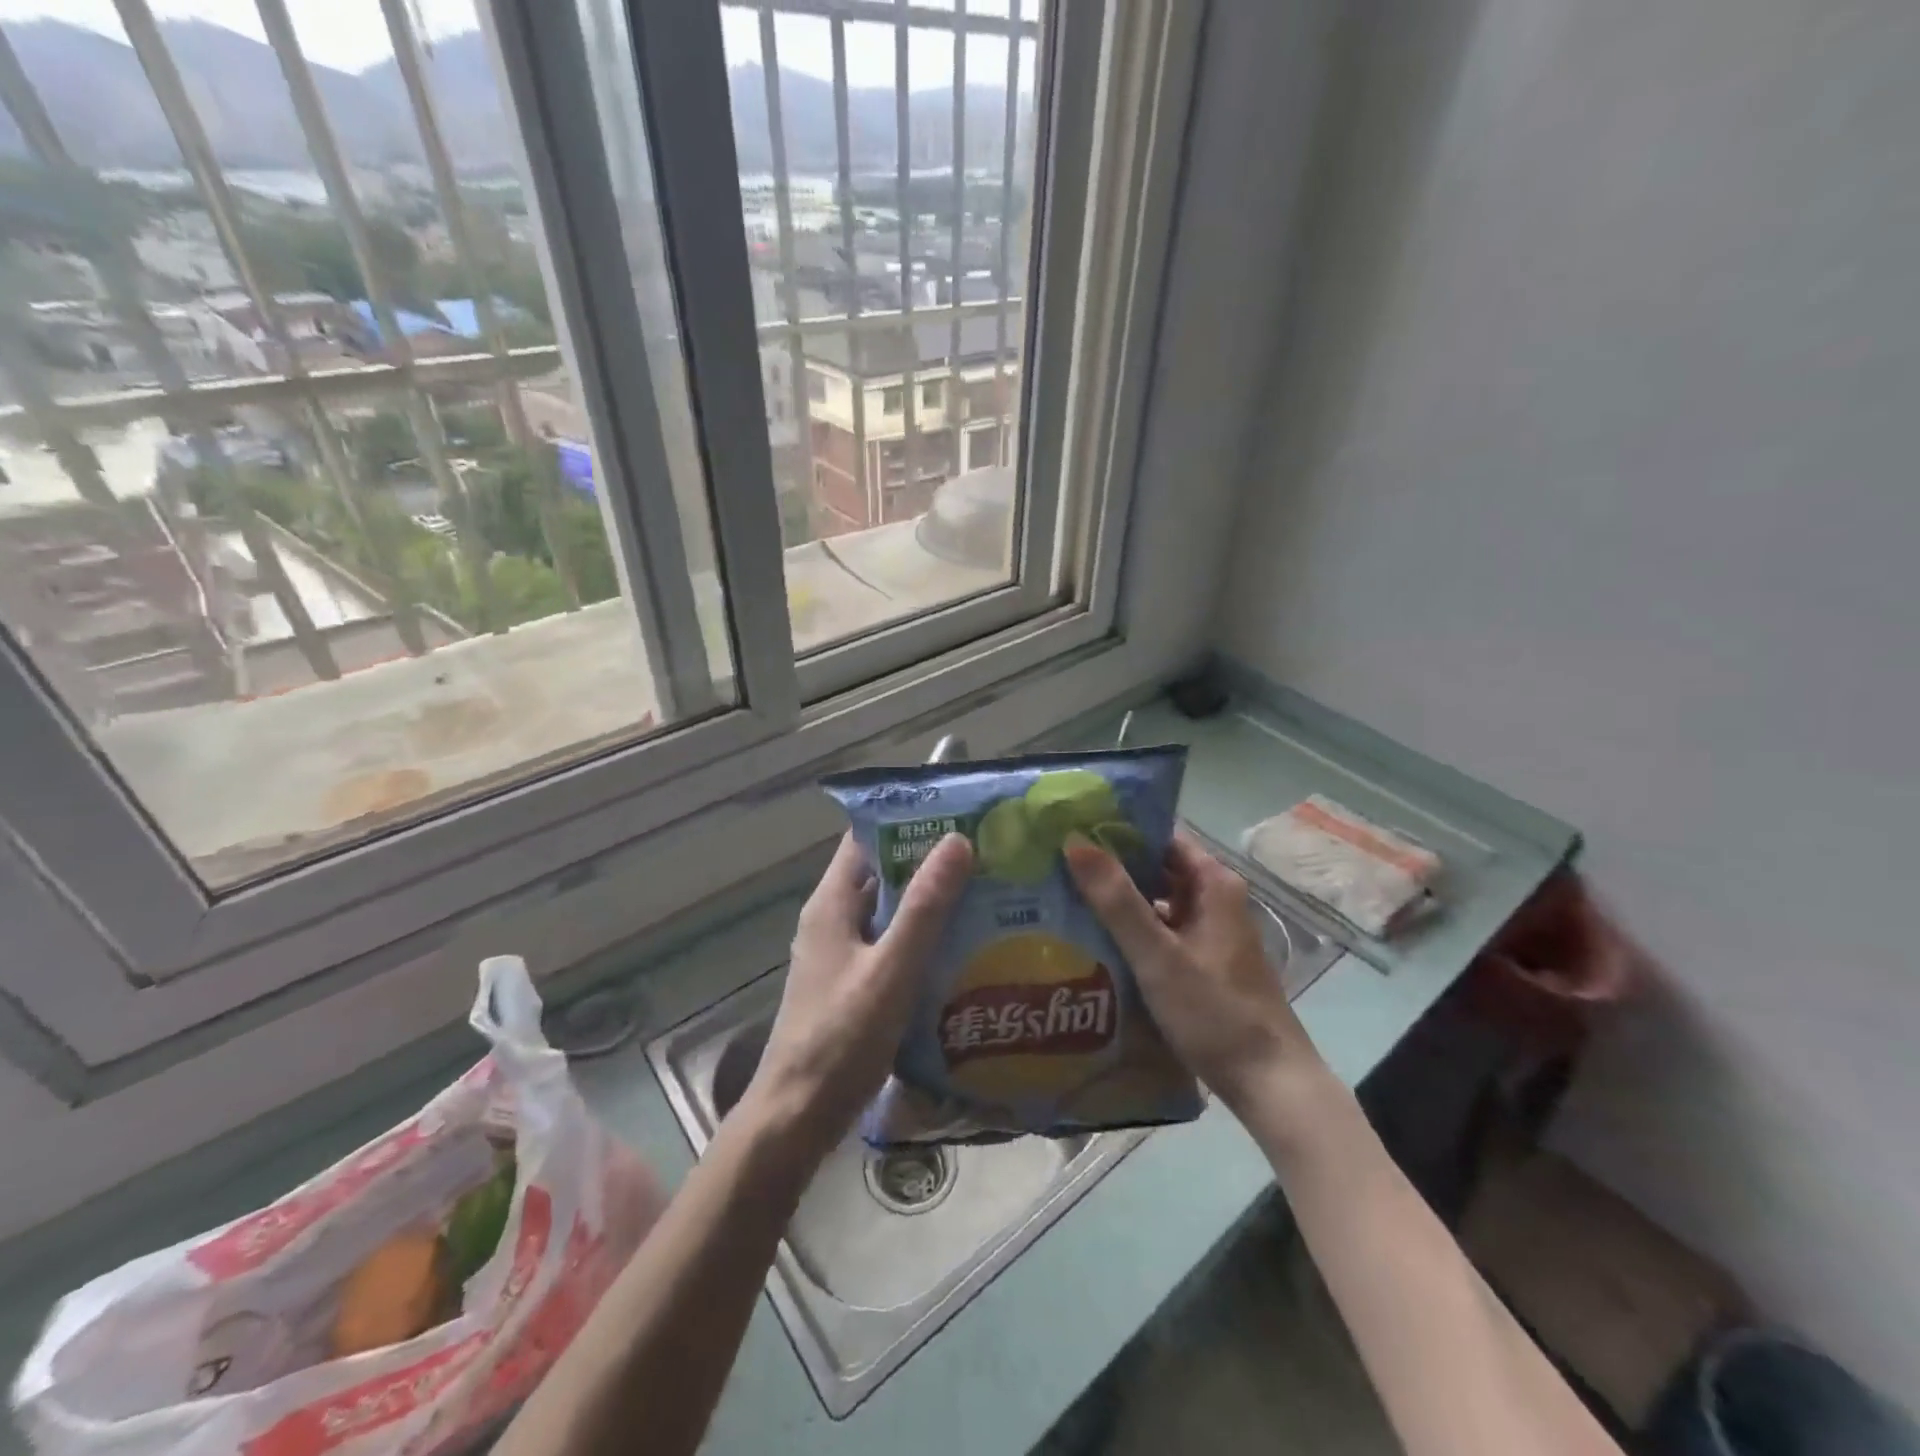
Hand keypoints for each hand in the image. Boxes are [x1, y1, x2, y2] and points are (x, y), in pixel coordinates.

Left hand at [744, 831, 972, 1158]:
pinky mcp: (854, 985)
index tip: (957, 811)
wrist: (798, 1118)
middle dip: (929, 861)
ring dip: (930, 901)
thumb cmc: (841, 1039)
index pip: (865, 838)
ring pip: (890, 912)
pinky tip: (963, 945)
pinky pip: (892, 945)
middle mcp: (833, 920)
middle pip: (882, 874)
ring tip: (986, 890)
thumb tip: (957, 840)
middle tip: (986, 851)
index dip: (906, 819)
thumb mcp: (891, 969)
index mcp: (831, 904)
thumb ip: (925, 908)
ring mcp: (842, 954)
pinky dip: (923, 938)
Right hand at [1063, 828, 1328, 1120]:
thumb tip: (1075, 840)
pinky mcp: (1201, 963)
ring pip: (1156, 903)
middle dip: (1111, 867)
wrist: (1269, 1084)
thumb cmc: (1215, 1012)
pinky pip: (1160, 932)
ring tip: (1064, 897)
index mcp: (1213, 884)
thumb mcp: (1158, 955)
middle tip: (1057, 863)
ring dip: (1117, 901)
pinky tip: (1094, 940)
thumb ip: (1116, 900)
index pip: (1160, 838)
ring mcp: (1208, 933)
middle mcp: (1214, 900)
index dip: (1118, 831)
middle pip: (1156, 869)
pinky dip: (1130, 931)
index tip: (1074, 829)